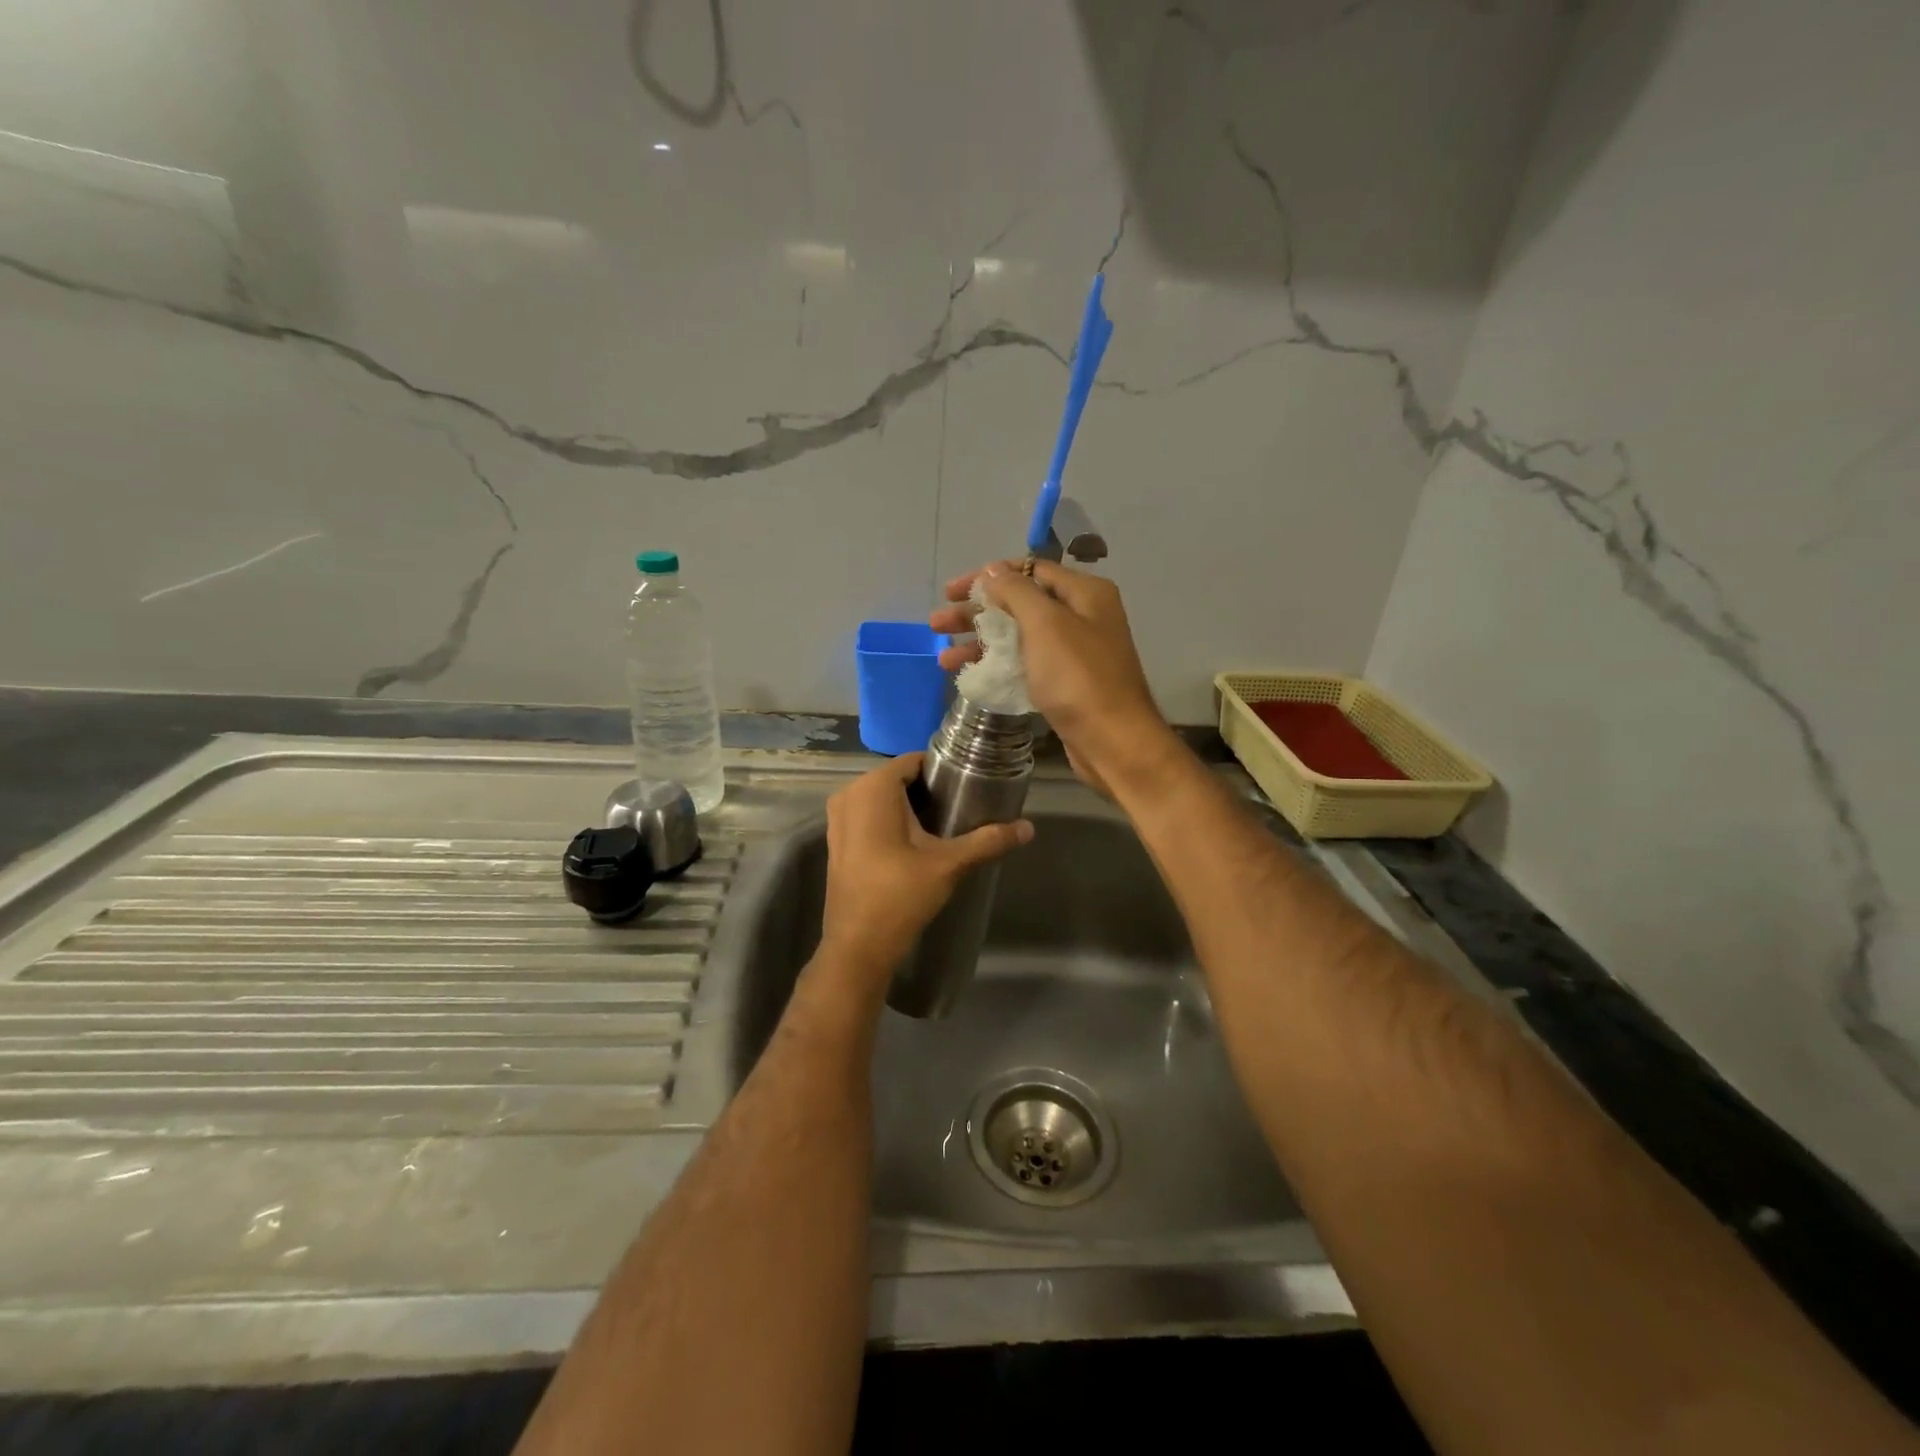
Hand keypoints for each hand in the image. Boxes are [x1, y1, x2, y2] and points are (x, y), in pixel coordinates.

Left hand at [819, 753, 1033, 979]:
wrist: (858, 946)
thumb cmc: (900, 895)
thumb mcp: (949, 864)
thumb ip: (988, 840)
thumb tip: (1028, 828)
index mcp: (873, 788)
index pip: (913, 761)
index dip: (941, 770)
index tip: (968, 785)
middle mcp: (849, 794)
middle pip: (897, 778)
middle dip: (927, 790)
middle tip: (961, 808)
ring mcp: (837, 819)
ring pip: (881, 799)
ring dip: (909, 807)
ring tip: (943, 825)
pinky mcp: (836, 841)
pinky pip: (867, 816)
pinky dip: (889, 821)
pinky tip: (915, 843)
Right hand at [931, 560, 1175, 796]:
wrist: (1113, 742)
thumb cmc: (1079, 678)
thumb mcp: (1045, 624)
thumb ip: (1016, 591)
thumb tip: (992, 571)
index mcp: (1084, 593)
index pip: (1030, 569)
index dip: (988, 577)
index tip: (951, 591)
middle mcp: (1082, 616)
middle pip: (1020, 604)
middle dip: (976, 612)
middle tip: (937, 623)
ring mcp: (1074, 652)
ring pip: (1018, 637)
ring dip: (980, 643)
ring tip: (943, 658)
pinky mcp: (1065, 683)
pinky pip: (1025, 664)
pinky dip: (998, 666)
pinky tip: (969, 675)